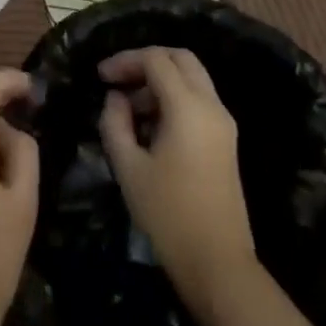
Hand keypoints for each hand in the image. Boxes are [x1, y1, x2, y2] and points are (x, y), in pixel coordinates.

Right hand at [98, 48, 325, 325]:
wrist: (219, 266)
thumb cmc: (169, 216)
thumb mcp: (129, 168)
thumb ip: (115, 123)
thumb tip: (116, 98)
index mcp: (188, 107)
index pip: (156, 59)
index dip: (125, 60)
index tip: (100, 77)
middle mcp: (211, 106)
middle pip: (180, 58)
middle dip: (146, 61)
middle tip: (118, 80)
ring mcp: (223, 123)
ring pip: (192, 77)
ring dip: (160, 80)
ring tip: (129, 109)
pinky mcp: (226, 141)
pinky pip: (199, 100)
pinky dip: (174, 98)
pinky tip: (150, 126)